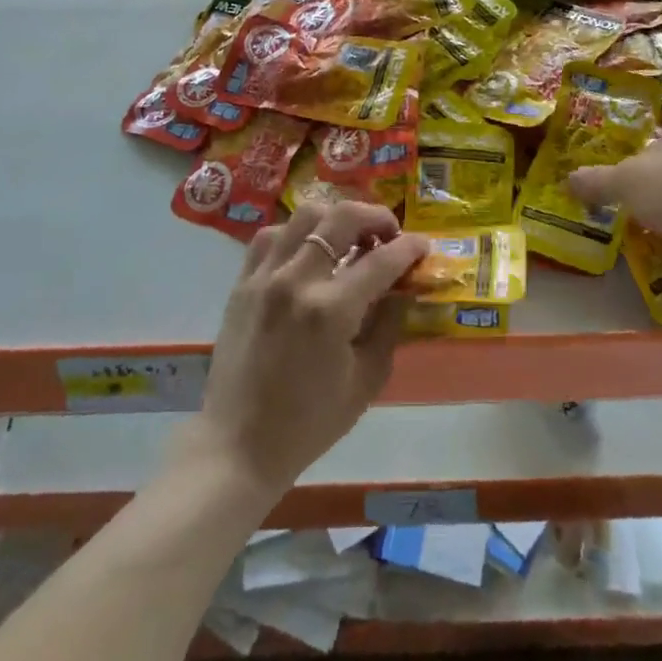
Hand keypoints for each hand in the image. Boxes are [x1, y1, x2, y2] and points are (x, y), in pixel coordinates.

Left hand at [187, 201, 428, 498]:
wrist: (238, 446)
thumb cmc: (310, 422)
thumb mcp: (366, 380)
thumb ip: (389, 325)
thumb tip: (404, 288)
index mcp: (331, 311)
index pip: (382, 259)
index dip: (410, 247)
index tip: (423, 246)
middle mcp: (296, 281)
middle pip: (341, 217)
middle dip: (375, 216)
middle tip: (389, 233)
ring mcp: (264, 277)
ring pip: (304, 214)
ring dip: (335, 218)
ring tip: (350, 237)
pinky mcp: (242, 283)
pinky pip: (271, 235)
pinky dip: (296, 232)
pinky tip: (309, 250)